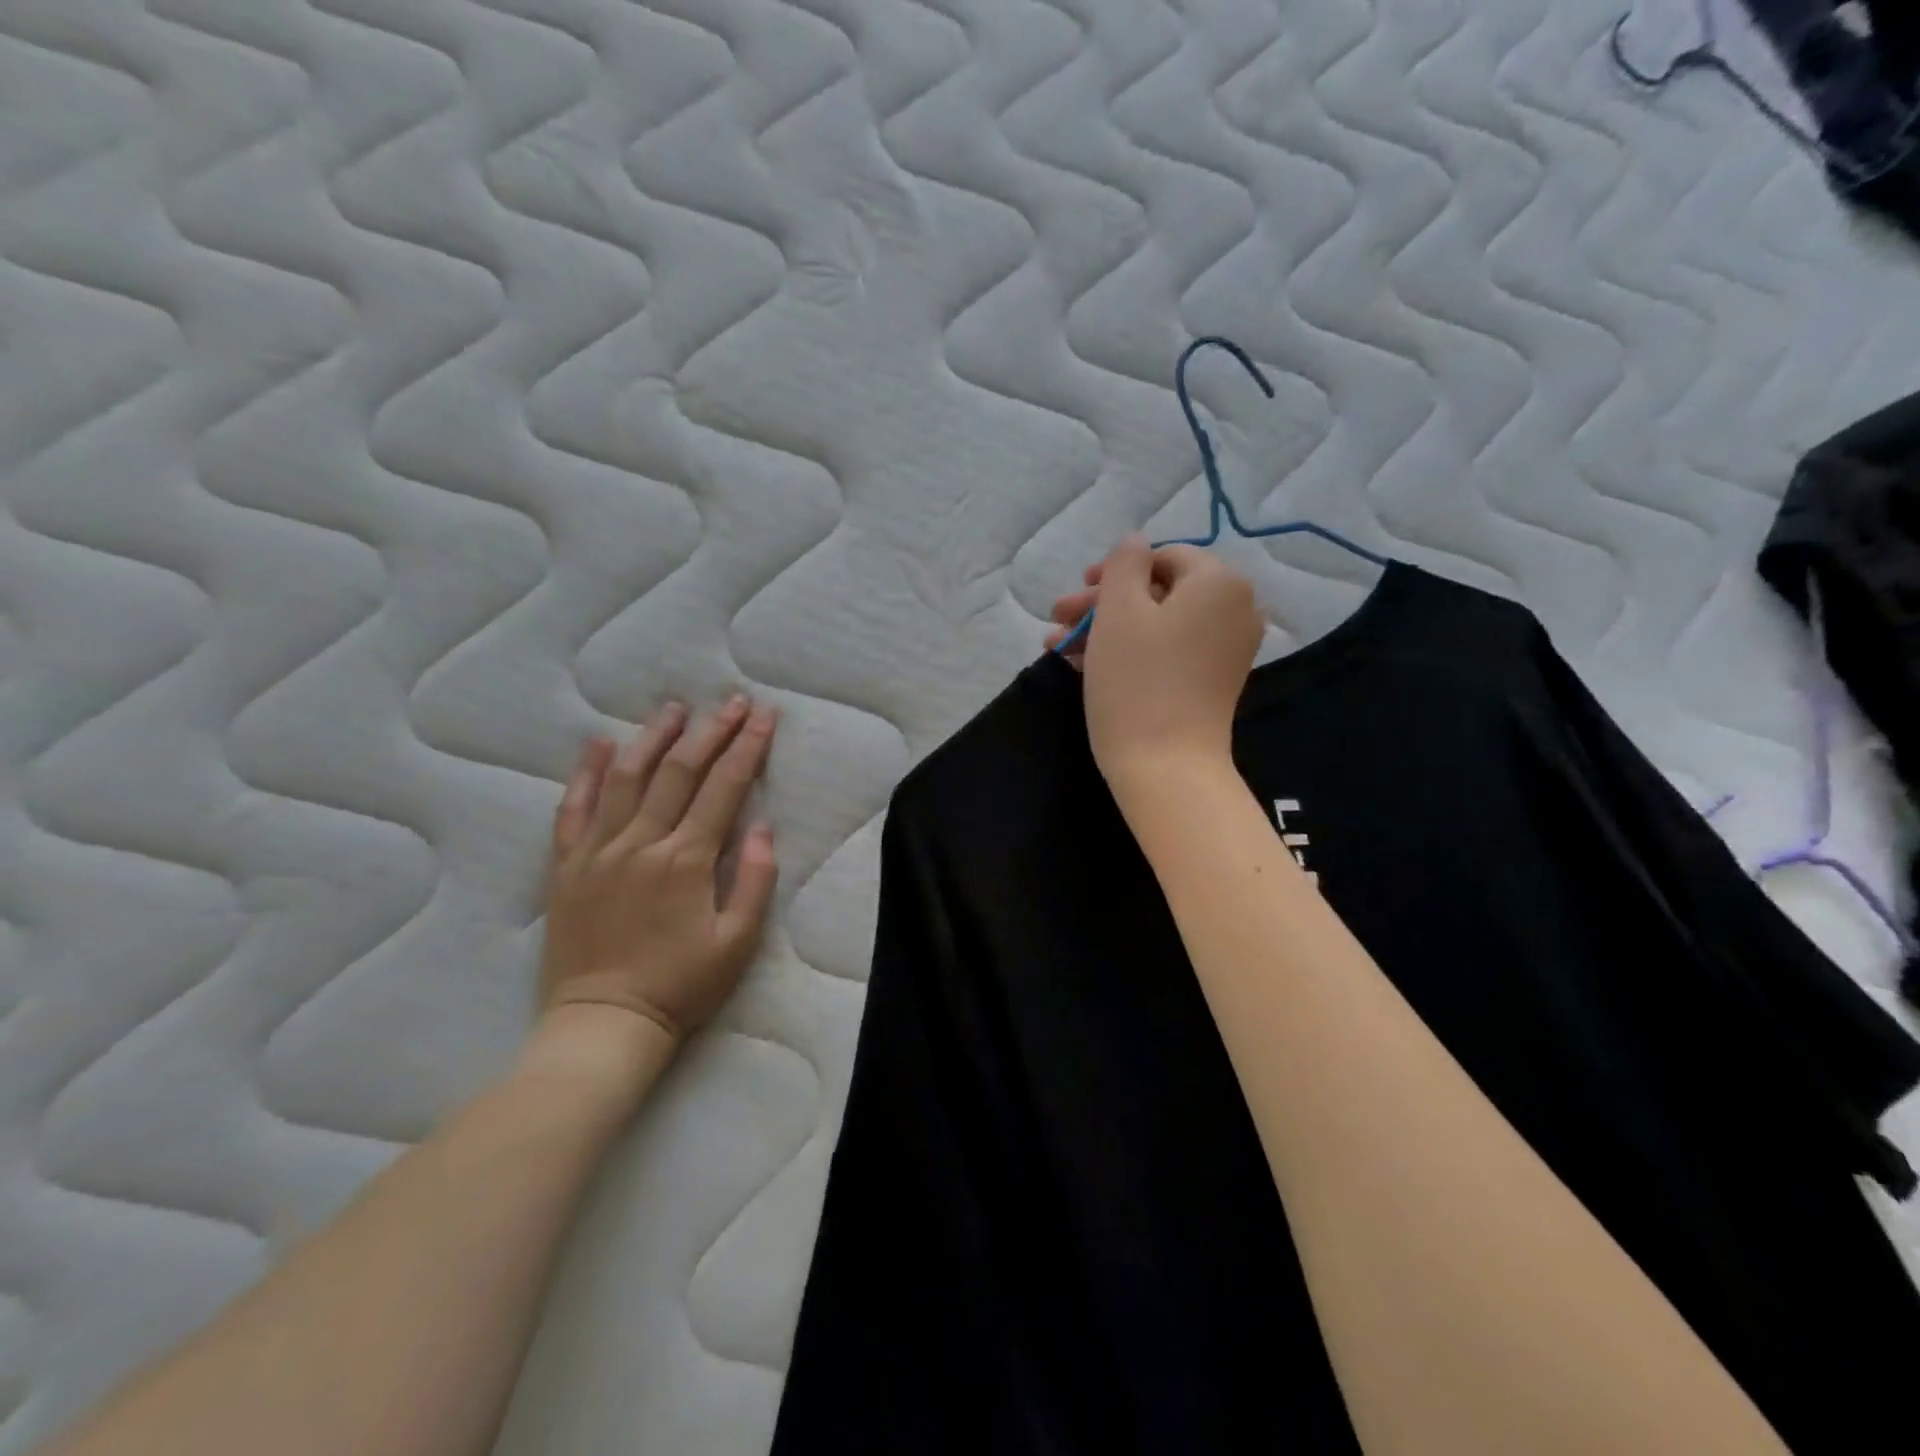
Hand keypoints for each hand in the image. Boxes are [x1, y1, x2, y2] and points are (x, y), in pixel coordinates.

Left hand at [538, 695, 779, 1051]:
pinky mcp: (566, 866)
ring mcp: (598, 851)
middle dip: (712, 731)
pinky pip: (573, 809)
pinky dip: (586, 773)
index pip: (725, 788)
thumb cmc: (680, 986)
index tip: (766, 716)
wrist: (603, 1024)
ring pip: (627, 778)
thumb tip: (761, 826)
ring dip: (654, 738)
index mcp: (686, 860)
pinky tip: (599, 744)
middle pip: (680, 771)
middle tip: (734, 701)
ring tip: (676, 709)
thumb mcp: (737, 942)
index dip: (748, 748)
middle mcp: (641, 843)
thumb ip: (754, 880)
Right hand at [1047, 535, 1263, 802]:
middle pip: (1158, 591)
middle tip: (1057, 622)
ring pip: (1158, 624)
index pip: (1161, 557)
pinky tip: (1083, 665)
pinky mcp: (1212, 681)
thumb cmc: (1137, 681)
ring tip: (1058, 648)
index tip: (1075, 595)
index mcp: (1219, 583)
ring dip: (1106, 630)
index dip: (1112, 572)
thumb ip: (1123, 564)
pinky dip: (1130, 652)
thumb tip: (1134, 542)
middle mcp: (1235, 609)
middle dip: (1102, 605)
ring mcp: (1226, 649)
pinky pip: (1169, 651)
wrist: (1166, 767)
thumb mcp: (1119, 610)